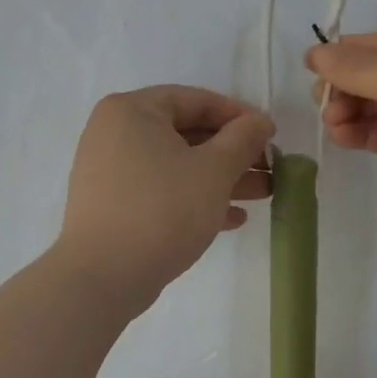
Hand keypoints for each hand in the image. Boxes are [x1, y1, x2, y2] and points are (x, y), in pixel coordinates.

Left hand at [55, 86, 275, 314]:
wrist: (105, 276)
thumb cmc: (163, 210)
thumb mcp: (213, 170)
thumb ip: (243, 140)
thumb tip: (260, 122)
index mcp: (132, 111)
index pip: (195, 100)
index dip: (238, 115)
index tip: (270, 135)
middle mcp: (115, 134)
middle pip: (187, 134)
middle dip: (234, 153)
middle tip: (271, 168)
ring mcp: (111, 172)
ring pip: (178, 166)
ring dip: (222, 178)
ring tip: (263, 195)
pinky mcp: (114, 206)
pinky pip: (162, 191)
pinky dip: (195, 198)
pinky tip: (232, 219)